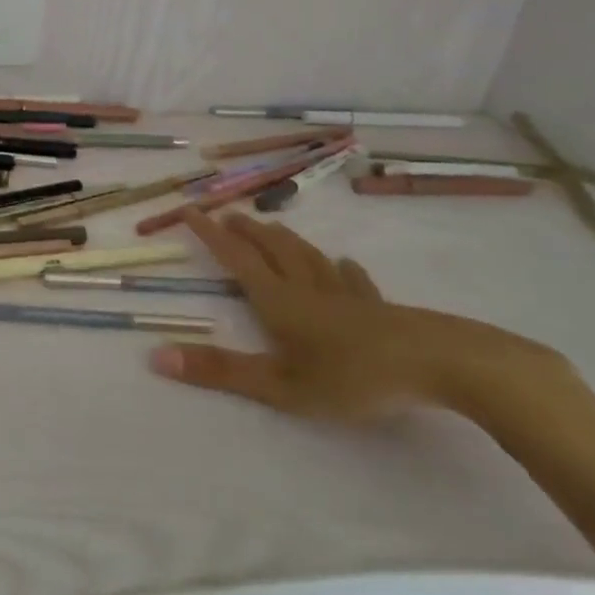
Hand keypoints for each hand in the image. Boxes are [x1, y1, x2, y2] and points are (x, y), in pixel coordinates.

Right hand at [150, 207, 563, 422]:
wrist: (438, 364)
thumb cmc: (352, 376)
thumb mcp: (280, 385)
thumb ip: (221, 371)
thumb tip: (156, 356)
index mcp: (278, 300)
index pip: (235, 258)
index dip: (209, 234)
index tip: (189, 209)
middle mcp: (306, 287)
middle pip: (271, 249)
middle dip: (246, 231)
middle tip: (229, 215)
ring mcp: (346, 295)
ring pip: (307, 256)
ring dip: (284, 240)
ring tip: (271, 228)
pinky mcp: (379, 308)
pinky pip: (353, 281)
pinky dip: (341, 269)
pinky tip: (345, 265)